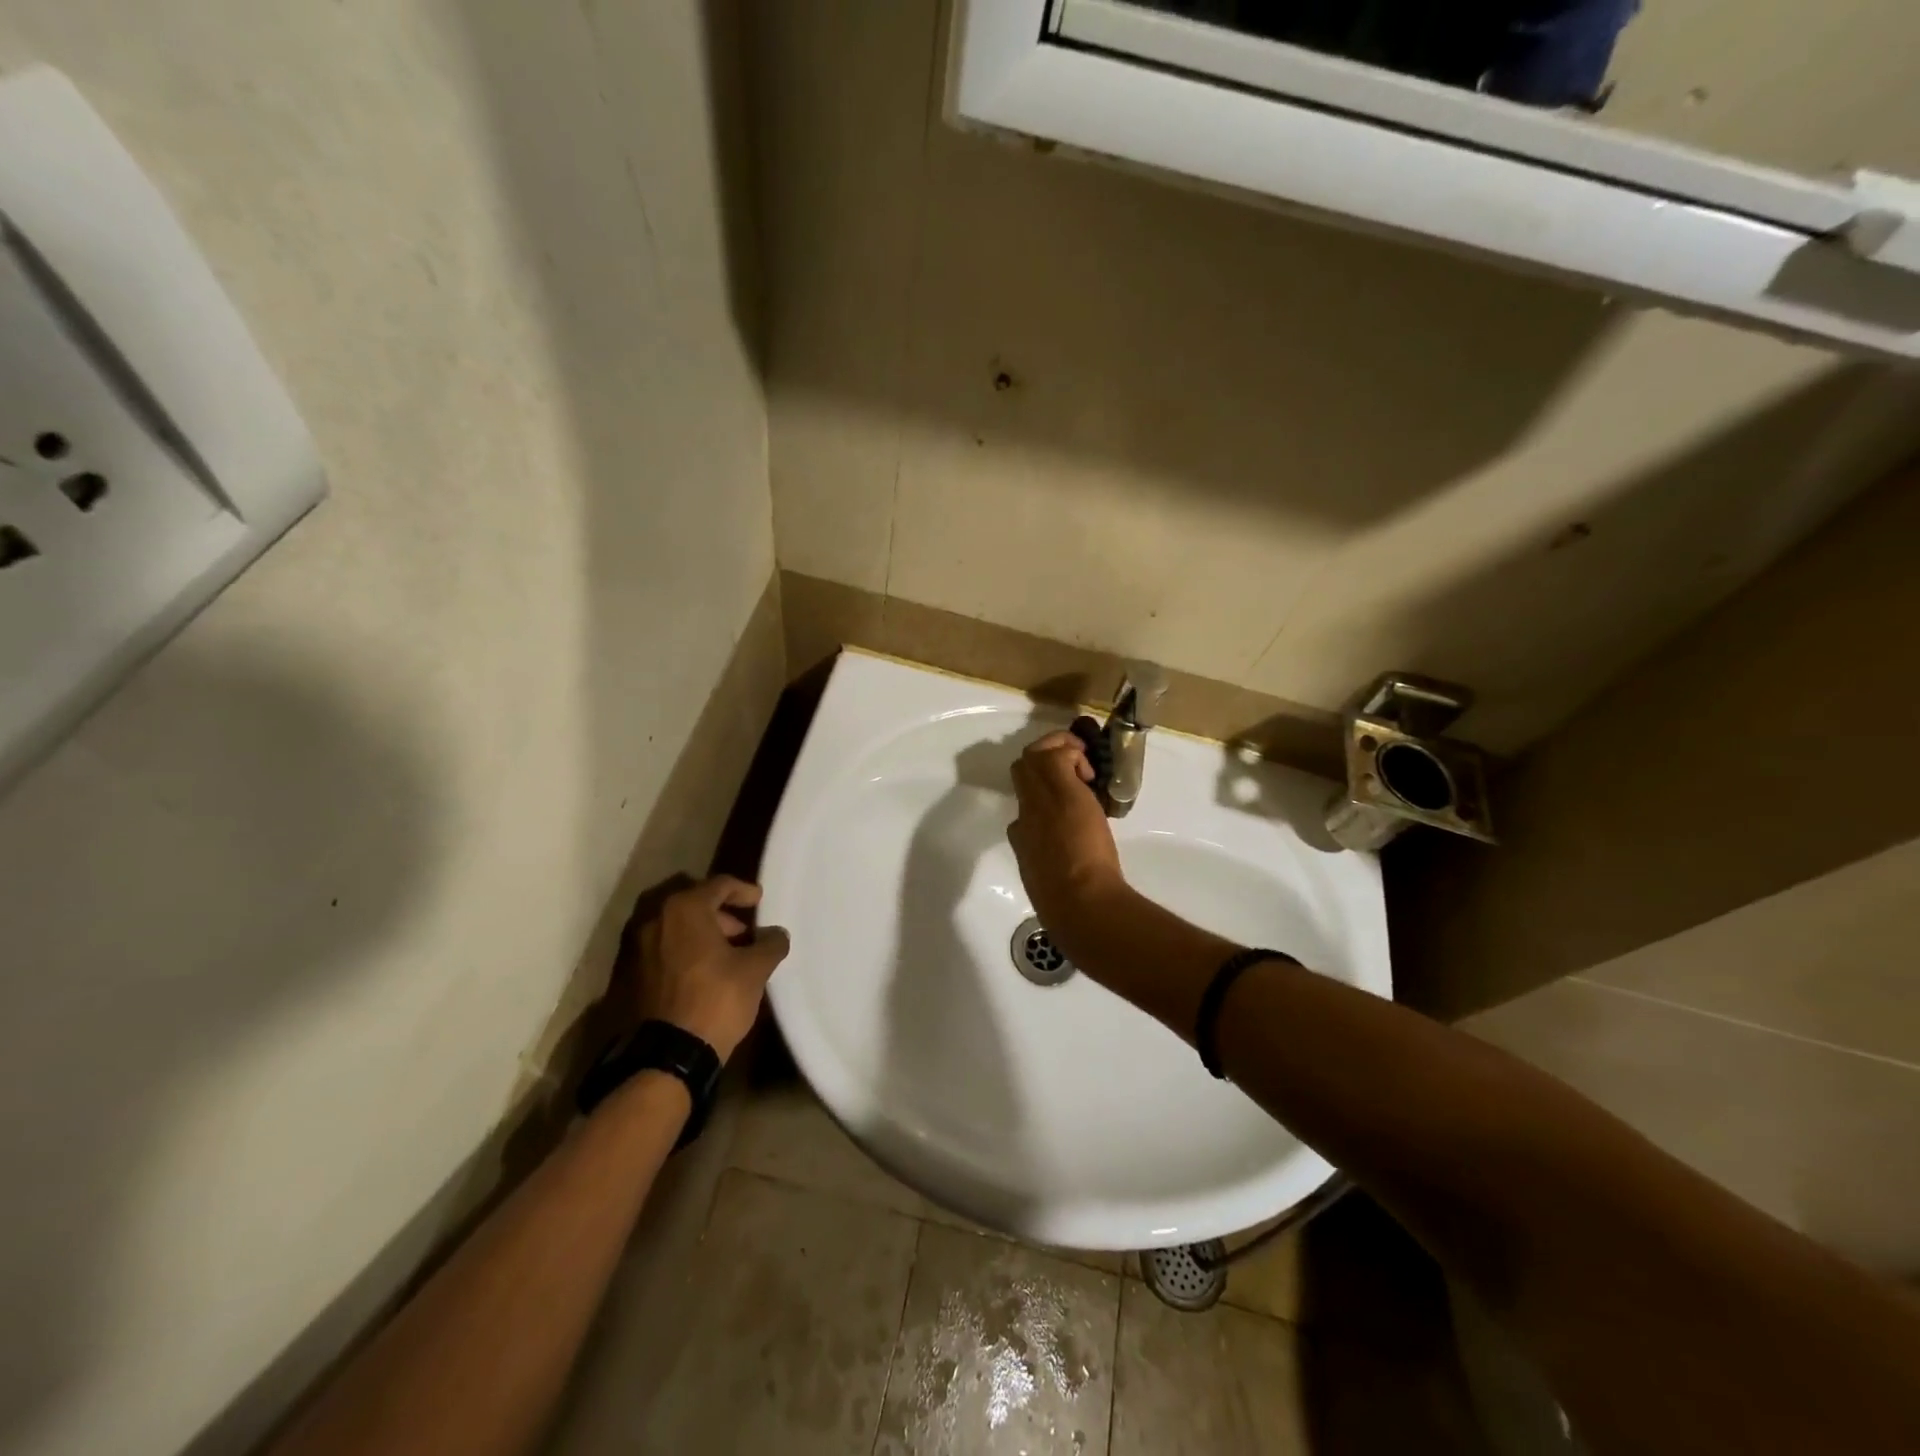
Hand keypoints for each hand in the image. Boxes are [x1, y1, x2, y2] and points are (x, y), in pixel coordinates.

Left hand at [631, 876, 790, 1063]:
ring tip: (723, 953)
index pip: (718, 885)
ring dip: (698, 931)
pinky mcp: (626, 973)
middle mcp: (653, 918)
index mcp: (684, 908)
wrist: (665, 1056)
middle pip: (690, 900)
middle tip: (741, 930)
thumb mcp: (754, 971)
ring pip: (672, 925)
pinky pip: (659, 947)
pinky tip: (699, 971)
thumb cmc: (714, 1000)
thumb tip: (776, 934)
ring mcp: (634, 946)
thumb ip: (770, 944)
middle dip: (718, 911)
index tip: (758, 900)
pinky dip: (680, 949)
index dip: (743, 890)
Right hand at [1008, 730, 1128, 948]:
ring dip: (1057, 750)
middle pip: (1021, 770)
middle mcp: (1024, 813)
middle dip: (1043, 760)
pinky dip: (1074, 754)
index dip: (1043, 795)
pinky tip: (1090, 774)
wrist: (1079, 902)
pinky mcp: (1061, 789)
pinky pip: (1058, 755)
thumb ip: (1048, 868)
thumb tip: (1050, 868)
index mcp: (1022, 837)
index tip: (1066, 800)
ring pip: (1033, 755)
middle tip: (1072, 766)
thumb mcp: (1048, 884)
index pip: (1024, 805)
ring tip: (1082, 764)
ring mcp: (1039, 799)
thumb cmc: (1068, 904)